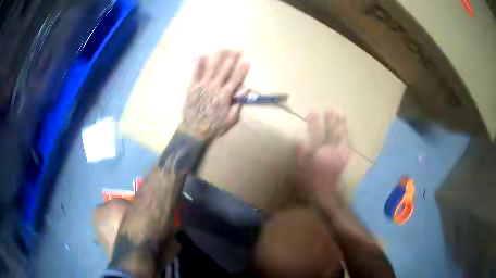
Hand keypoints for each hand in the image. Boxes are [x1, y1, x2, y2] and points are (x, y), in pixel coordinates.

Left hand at [179, 49, 249, 139]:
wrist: (193, 131)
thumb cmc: (213, 127)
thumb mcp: (230, 119)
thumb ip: (238, 104)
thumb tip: (245, 89)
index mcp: (224, 96)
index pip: (235, 79)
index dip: (242, 69)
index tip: (247, 59)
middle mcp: (214, 87)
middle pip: (224, 69)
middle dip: (232, 58)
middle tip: (237, 49)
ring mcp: (201, 86)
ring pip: (211, 67)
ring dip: (218, 57)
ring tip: (223, 49)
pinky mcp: (191, 87)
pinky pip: (195, 72)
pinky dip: (198, 63)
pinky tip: (201, 55)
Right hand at [296, 110, 351, 206]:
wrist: (325, 196)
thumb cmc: (310, 184)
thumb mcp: (300, 170)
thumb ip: (301, 154)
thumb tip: (300, 138)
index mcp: (318, 154)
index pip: (316, 134)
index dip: (315, 123)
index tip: (313, 112)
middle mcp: (330, 152)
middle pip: (332, 132)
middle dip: (332, 120)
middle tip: (332, 108)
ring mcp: (339, 156)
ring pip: (342, 136)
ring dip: (342, 124)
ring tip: (341, 113)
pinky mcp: (344, 160)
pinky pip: (348, 145)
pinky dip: (347, 136)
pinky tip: (348, 131)